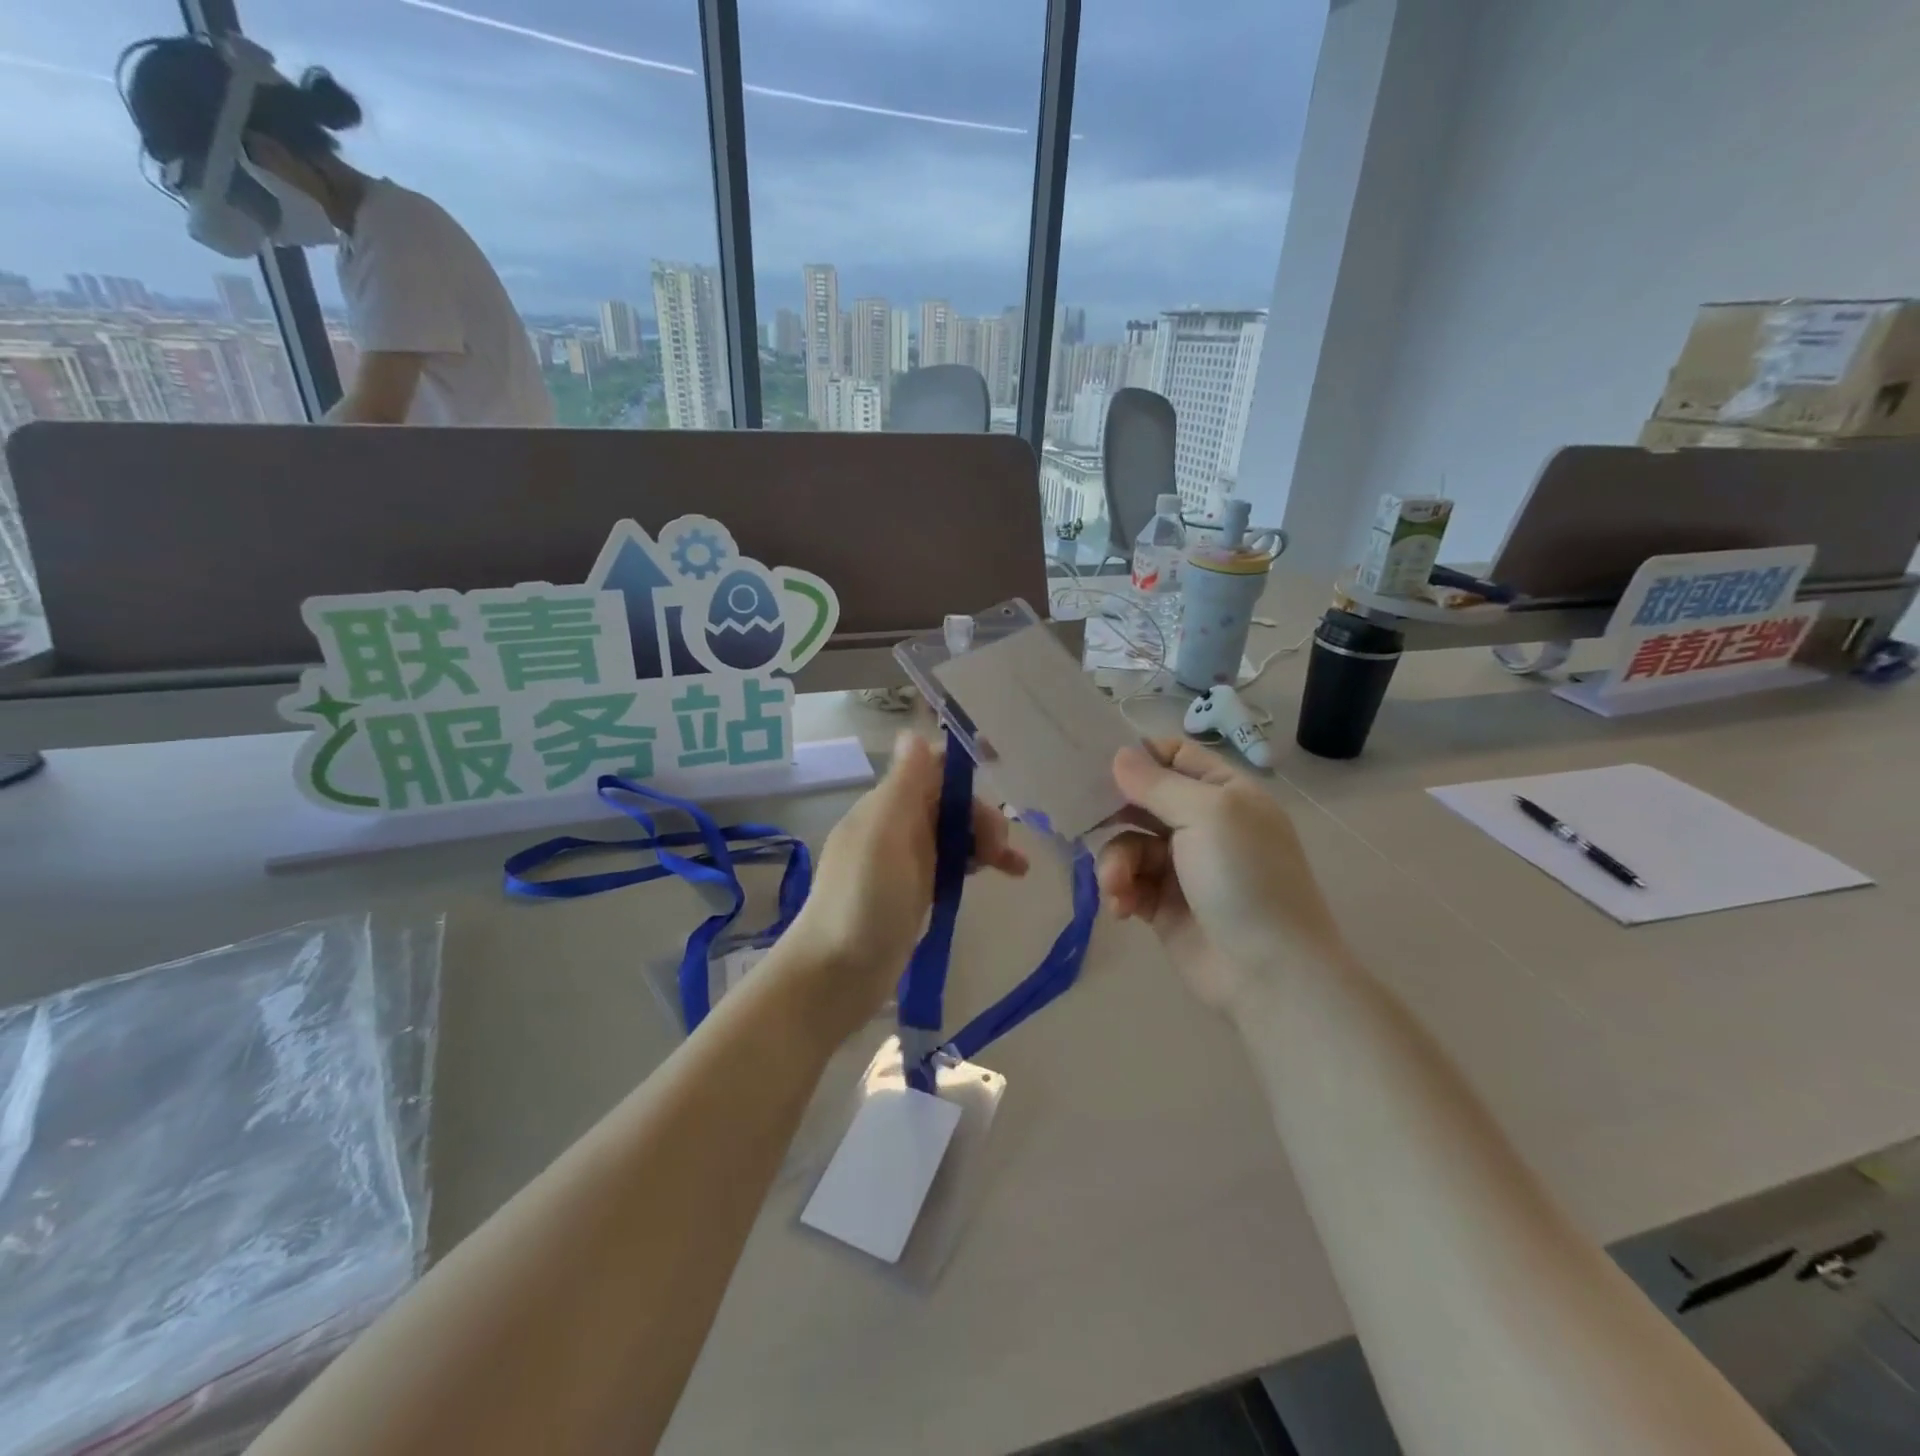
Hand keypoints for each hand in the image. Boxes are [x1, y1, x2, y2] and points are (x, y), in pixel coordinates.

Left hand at [784, 731, 1027, 1037]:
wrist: (836, 976)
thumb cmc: (862, 901)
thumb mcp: (884, 835)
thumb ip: (904, 784)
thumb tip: (912, 732)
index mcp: (885, 805)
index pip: (930, 769)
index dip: (964, 769)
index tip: (1003, 775)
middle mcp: (895, 826)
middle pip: (949, 802)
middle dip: (981, 816)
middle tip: (1001, 851)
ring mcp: (905, 861)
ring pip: (954, 834)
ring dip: (986, 840)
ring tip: (1015, 867)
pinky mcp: (915, 892)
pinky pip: (952, 864)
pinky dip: (977, 864)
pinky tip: (1003, 876)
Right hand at [1097, 738, 1345, 1009]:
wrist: (1269, 974)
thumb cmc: (1244, 879)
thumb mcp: (1207, 815)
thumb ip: (1158, 783)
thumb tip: (1119, 754)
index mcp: (1225, 793)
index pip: (1175, 756)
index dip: (1139, 756)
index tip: (1098, 765)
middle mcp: (1204, 823)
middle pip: (1143, 800)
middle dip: (1114, 812)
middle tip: (1086, 819)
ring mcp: (1182, 865)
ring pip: (1129, 843)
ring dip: (1116, 861)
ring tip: (1117, 885)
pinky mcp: (1163, 903)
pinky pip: (1129, 881)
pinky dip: (1120, 890)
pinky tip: (1123, 907)